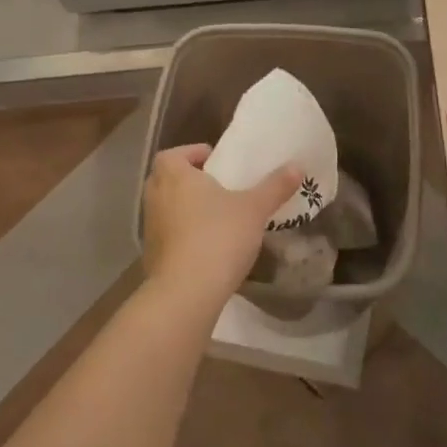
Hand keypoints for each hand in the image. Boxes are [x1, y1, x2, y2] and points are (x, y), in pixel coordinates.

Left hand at [141, 145, 301, 313]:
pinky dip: (182, 235)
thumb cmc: (218, 236)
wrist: (186, 293)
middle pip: (168, 179)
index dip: (193, 154)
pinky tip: (207, 247)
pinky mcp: (151, 255)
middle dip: (189, 180)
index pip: (173, 154)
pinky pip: (167, 235)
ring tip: (216, 217)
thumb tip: (297, 166)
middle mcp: (155, 196)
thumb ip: (275, 186)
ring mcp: (149, 228)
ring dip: (185, 208)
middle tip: (218, 187)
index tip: (215, 162)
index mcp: (174, 175)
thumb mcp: (254, 209)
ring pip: (167, 208)